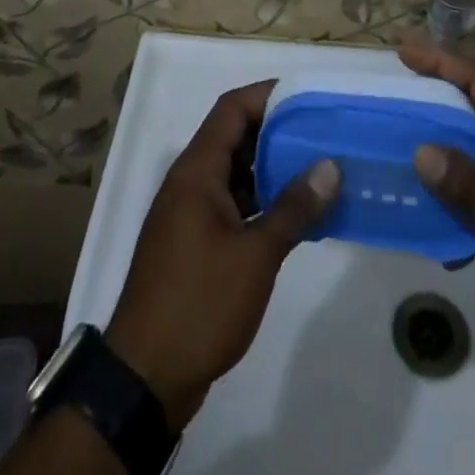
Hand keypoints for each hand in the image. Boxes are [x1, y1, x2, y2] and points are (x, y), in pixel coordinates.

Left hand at [106, 81, 340, 429]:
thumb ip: (293, 207)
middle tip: (322, 134)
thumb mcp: (254, 256)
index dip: (268, 95)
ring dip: (272, 169)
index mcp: (197, 171)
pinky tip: (296, 216)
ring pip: (235, 172)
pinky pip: (232, 203)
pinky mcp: (195, 243)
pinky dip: (261, 201)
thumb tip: (330, 166)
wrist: (144, 379)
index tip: (308, 98)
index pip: (232, 108)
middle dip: (277, 131)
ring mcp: (190, 214)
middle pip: (234, 136)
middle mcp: (190, 182)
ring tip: (318, 171)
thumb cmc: (199, 304)